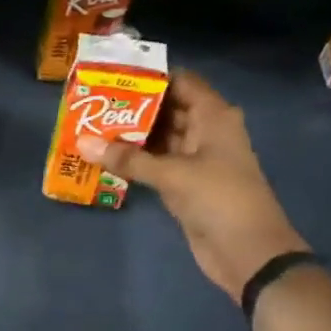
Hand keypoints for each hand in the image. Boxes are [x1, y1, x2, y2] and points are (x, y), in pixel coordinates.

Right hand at [77, 69, 306, 300]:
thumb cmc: (219, 199)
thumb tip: (82, 143)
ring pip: (160, 138)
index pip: (181, 83)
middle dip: (133, 107)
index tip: (113, 77)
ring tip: (91, 127)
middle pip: (168, 109)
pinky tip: (106, 157)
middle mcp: (206, 132)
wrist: (248, 252)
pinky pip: (157, 164)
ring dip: (131, 135)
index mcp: (214, 117)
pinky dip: (135, 160)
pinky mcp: (186, 185)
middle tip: (93, 103)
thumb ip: (128, 158)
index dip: (150, 78)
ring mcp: (196, 160)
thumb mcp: (172, 175)